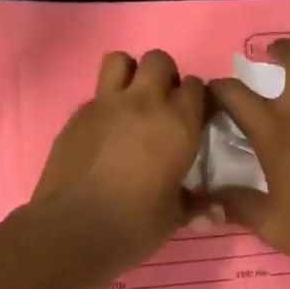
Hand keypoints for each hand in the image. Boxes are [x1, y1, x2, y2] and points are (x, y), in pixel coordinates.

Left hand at [32, 49, 207, 263]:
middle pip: (158, 60)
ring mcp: (106, 104)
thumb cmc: (134, 224)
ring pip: (120, 60)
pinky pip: (96, 93)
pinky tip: (103, 132)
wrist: (73, 228)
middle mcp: (144, 102)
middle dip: (164, 76)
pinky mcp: (77, 114)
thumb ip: (195, 205)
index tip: (193, 117)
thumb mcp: (173, 217)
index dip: (195, 99)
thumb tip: (216, 213)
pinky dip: (104, 104)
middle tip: (162, 105)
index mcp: (178, 123)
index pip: (196, 86)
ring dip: (129, 73)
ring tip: (130, 102)